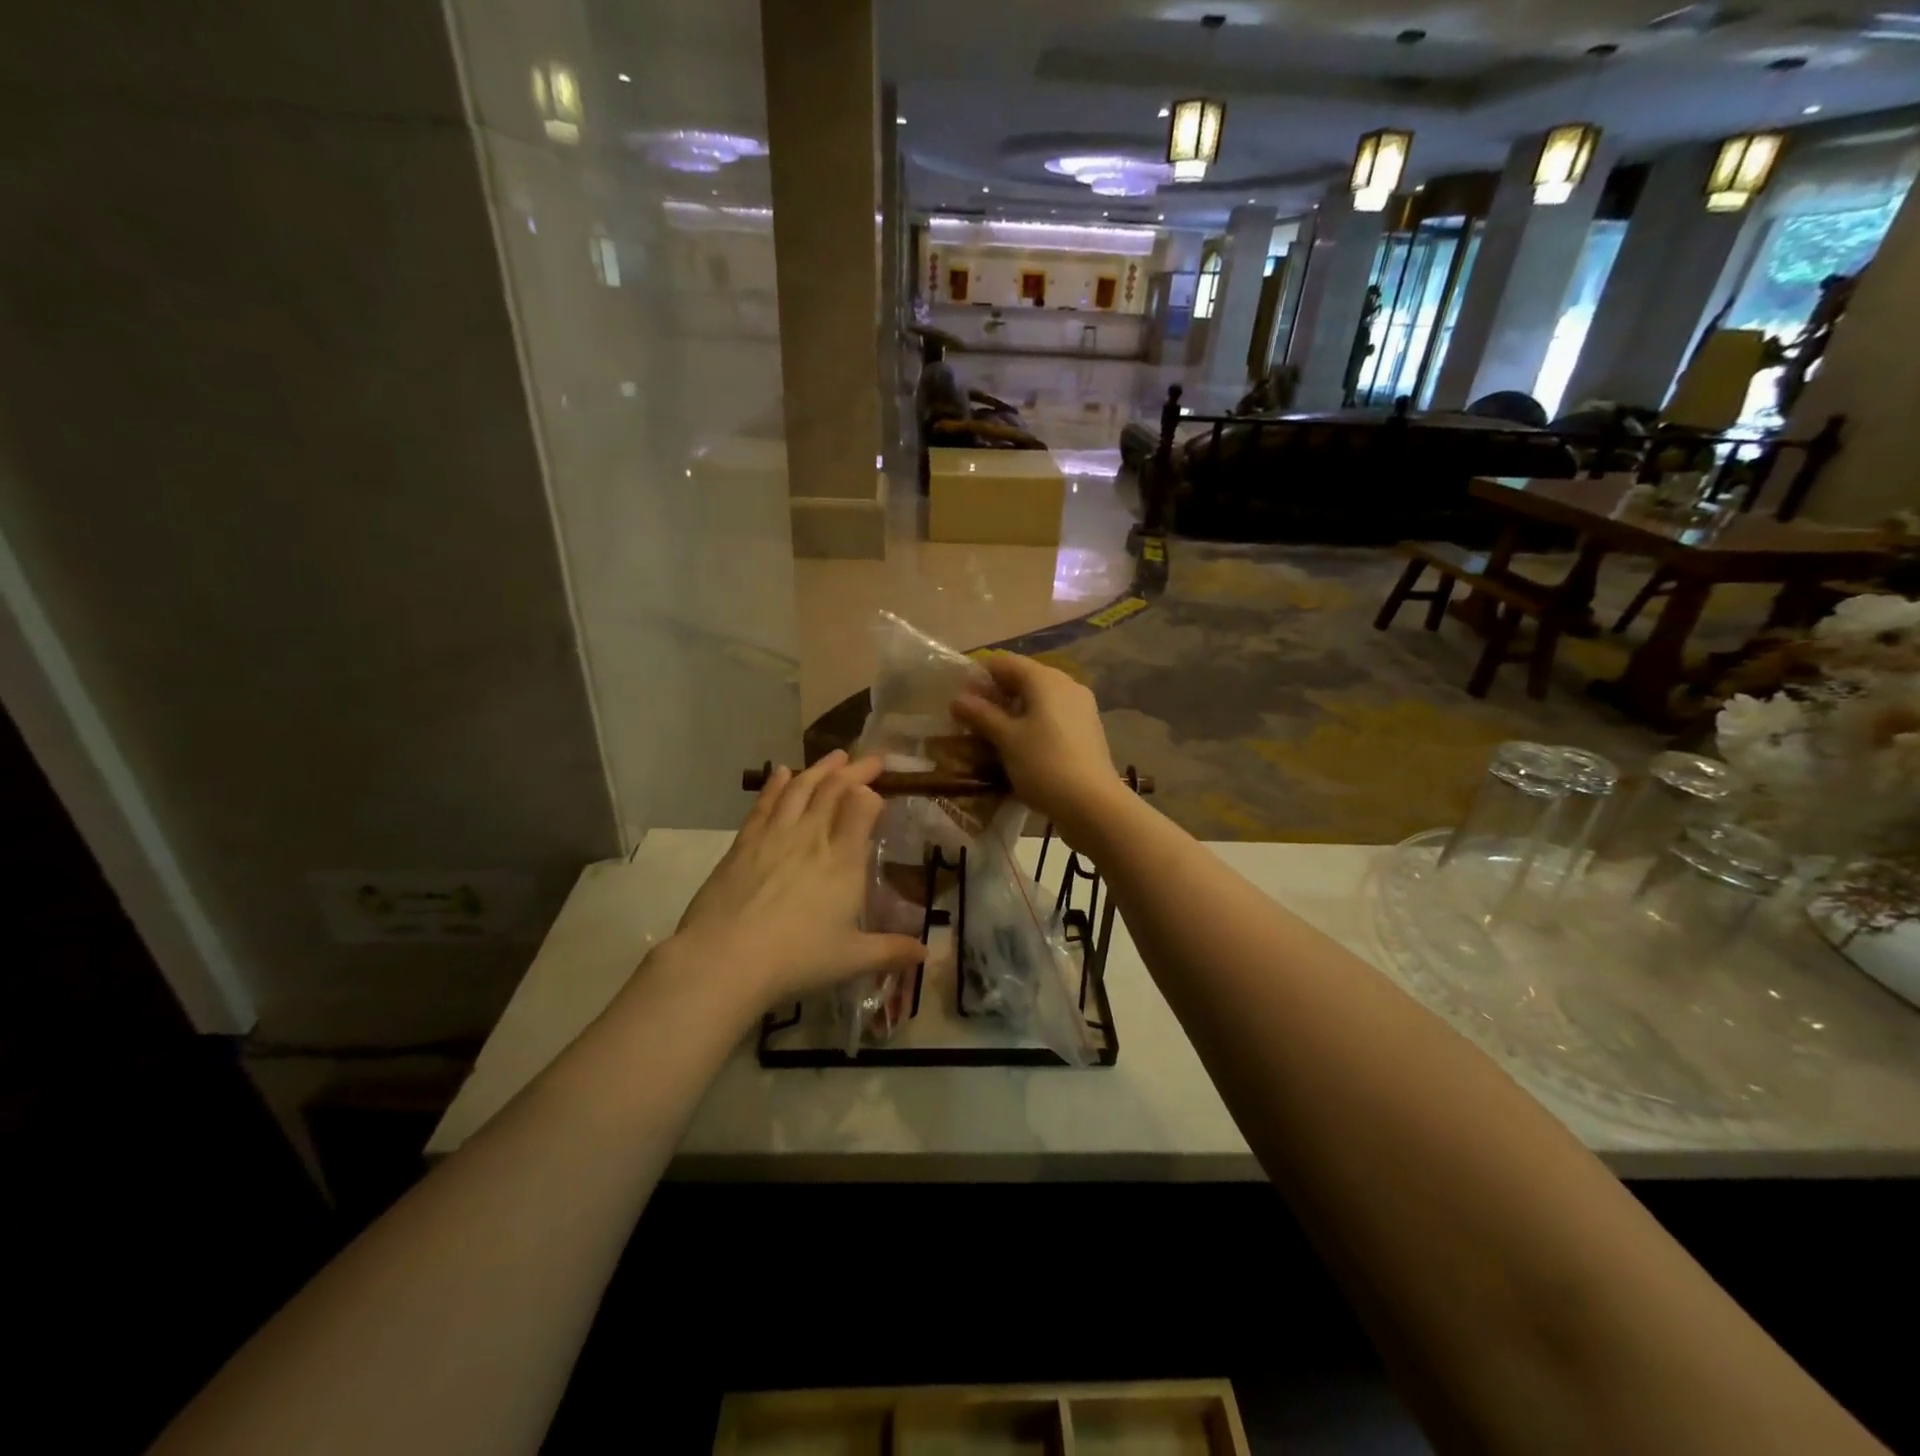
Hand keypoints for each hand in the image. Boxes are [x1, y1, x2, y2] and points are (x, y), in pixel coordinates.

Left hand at [665, 751, 925, 1009]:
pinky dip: (776, 783)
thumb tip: (927, 955)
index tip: (881, 784)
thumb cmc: (796, 959)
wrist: (725, 959)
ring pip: (801, 787)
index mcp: (843, 861)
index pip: (862, 808)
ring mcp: (775, 835)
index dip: (872, 791)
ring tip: (837, 755)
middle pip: (835, 789)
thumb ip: (891, 951)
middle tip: (871, 759)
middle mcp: (812, 837)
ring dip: (821, 768)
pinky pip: (765, 802)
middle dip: (856, 770)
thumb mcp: (851, 959)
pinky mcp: (744, 842)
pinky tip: (782, 771)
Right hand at [949, 654, 1123, 835]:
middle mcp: (1067, 685)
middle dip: (995, 696)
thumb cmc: (1044, 764)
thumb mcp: (1006, 739)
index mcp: (1045, 679)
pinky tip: (1018, 747)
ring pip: (1039, 701)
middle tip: (971, 719)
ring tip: (990, 736)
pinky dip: (1032, 725)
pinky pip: (1052, 718)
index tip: (959, 697)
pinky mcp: (1086, 731)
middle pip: (1023, 680)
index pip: (1005, 662)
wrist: (1093, 804)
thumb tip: (957, 699)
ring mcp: (1081, 708)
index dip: (979, 675)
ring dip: (1013, 713)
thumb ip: (981, 715)